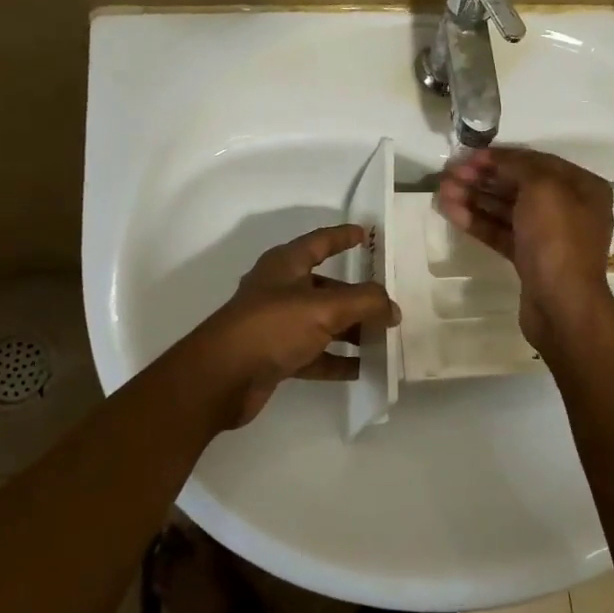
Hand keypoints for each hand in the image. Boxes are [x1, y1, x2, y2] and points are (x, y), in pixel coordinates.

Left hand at [195, 224, 398, 428]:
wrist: (220, 379)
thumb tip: (393, 308)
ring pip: (322, 322)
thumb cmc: (271, 327)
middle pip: (326, 287)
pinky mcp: (275, 357)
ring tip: (383, 339)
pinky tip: (362, 369)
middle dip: (357, 295)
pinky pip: (314, 354)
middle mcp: (280, 290)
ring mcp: (276, 325)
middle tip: (388, 303)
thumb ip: (365, 303)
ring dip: (351, 330)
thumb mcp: (324, 308)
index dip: (342, 236)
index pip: (320, 242)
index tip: (365, 234)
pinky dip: (336, 359)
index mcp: (285, 265)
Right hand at [437, 147, 613, 350]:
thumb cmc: (557, 239)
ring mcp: (548, 236)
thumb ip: (518, 165)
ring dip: (475, 198)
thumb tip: (497, 159)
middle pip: (519, 185)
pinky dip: (478, 221)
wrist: (562, 305)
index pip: (536, 162)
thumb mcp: (542, 188)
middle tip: (448, 174)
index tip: (468, 156)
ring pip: (507, 210)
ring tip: (442, 192)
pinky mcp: (530, 259)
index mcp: (582, 187)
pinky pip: (501, 232)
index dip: (501, 157)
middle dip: (483, 178)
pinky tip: (451, 212)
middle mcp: (569, 208)